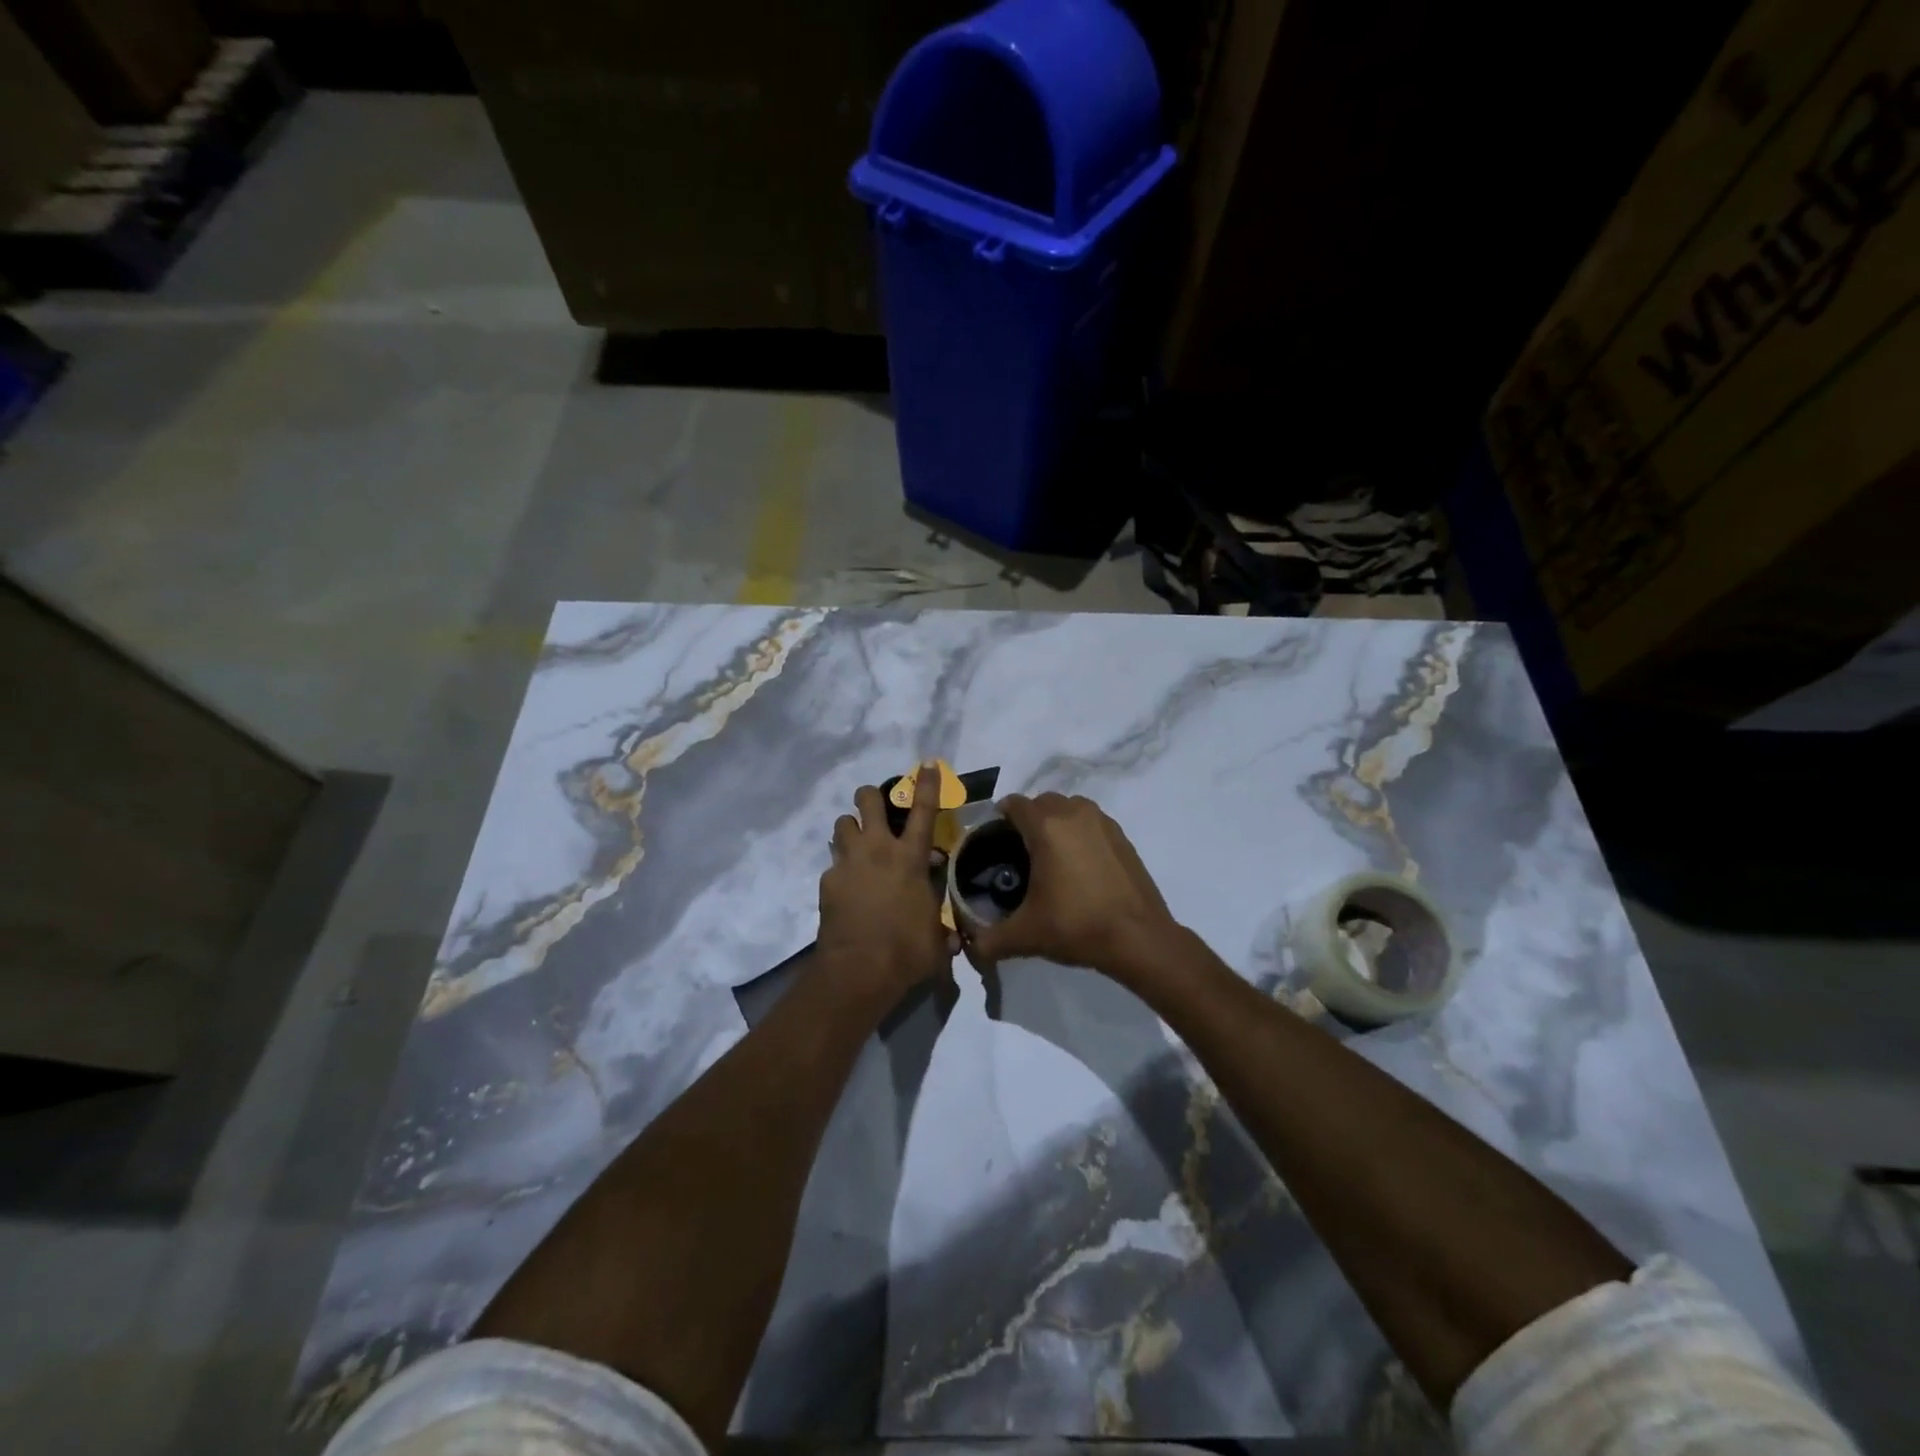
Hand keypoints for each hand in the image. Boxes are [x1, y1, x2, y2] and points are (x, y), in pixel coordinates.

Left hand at [816, 764, 953, 1000]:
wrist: (858, 970)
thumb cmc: (907, 951)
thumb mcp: (937, 938)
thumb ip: (943, 927)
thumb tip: (952, 934)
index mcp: (911, 859)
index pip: (924, 812)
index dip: (928, 785)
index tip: (927, 764)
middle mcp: (878, 850)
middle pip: (869, 802)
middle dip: (872, 796)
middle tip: (876, 807)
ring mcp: (848, 863)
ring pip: (842, 824)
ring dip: (851, 829)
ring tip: (858, 844)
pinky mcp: (827, 881)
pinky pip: (833, 863)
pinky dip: (841, 869)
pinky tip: (848, 888)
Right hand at [961, 793, 1180, 979]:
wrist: (1139, 938)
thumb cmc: (1077, 926)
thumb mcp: (1026, 936)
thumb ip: (990, 940)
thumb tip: (972, 948)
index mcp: (1046, 827)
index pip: (1014, 804)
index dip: (999, 817)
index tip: (993, 838)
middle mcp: (1074, 814)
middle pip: (1042, 802)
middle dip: (1027, 818)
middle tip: (1018, 849)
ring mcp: (1102, 822)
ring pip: (1069, 808)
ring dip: (1056, 821)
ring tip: (1050, 854)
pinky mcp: (1122, 836)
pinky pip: (1091, 822)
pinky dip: (1080, 832)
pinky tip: (1079, 864)